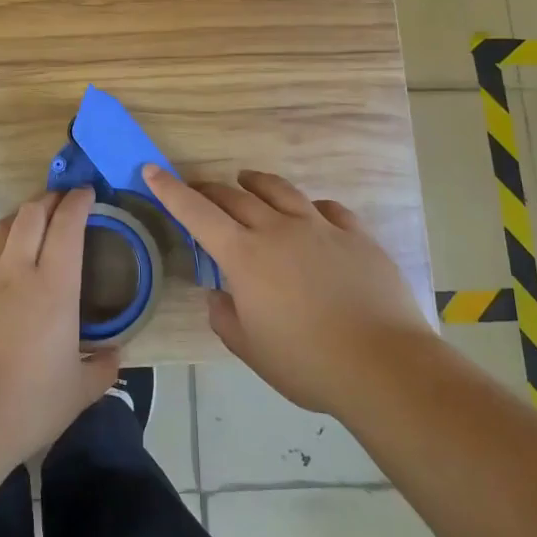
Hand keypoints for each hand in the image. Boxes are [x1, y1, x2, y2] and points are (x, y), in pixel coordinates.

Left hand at [0, 188, 118, 466]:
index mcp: (54, 287)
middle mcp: (16, 273)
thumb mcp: (77, 392)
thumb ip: (101, 369)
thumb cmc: (28, 405)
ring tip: (32, 221)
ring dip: (20, 216)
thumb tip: (115, 356)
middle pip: (30, 214)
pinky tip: (1, 270)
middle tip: (62, 199)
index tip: (86, 192)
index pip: (67, 226)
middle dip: (49, 198)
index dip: (77, 202)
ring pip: (0, 230)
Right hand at [145, 165, 427, 414]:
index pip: (197, 213)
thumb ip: (226, 318)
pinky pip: (327, 208)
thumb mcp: (251, 350)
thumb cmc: (307, 363)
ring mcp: (320, 227)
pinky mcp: (356, 235)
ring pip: (280, 190)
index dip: (171, 190)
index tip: (152, 170)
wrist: (383, 365)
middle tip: (200, 190)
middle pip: (236, 196)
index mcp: (245, 256)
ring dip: (256, 183)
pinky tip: (311, 213)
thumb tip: (219, 295)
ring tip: (247, 180)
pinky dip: (309, 206)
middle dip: (210, 189)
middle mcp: (278, 229)